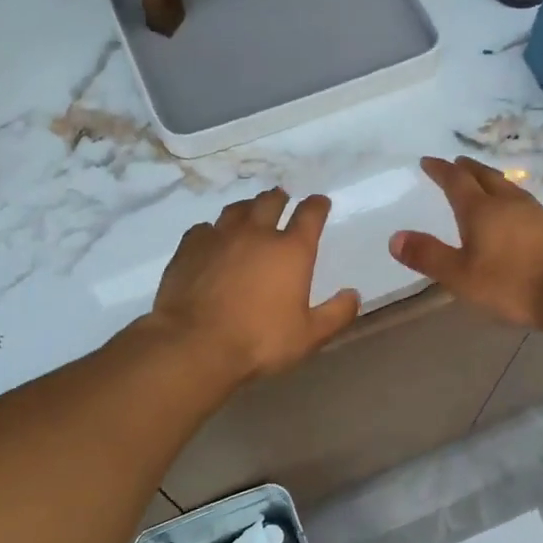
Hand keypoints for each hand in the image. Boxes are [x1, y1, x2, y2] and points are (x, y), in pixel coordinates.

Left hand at [149, 188, 360, 382]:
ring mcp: (219, 237)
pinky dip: (213, 230)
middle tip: (282, 200)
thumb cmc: (259, 341)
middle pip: (270, 202)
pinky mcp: (189, 248)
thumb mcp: (309, 336)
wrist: (195, 344)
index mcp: (291, 250)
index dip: (317, 205)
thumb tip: (353, 295)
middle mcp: (256, 234)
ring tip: (250, 212)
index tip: (320, 202)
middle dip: (280, 198)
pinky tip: (212, 238)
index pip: (310, 215)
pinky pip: (204, 228)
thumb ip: (336, 314)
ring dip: (248, 208)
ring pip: (236, 210)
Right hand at [390, 156, 542, 328]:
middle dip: (468, 169)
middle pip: (485, 177)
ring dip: (491, 181)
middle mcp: (508, 203)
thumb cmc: (513, 283)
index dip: (440, 170)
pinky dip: (510, 200)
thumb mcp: (461, 276)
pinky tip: (515, 213)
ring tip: (484, 182)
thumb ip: (428, 256)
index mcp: (480, 210)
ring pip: (508, 188)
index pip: (456, 181)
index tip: (428, 161)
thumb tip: (395, 237)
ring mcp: (535, 213)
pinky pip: (524, 204)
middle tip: (456, 163)